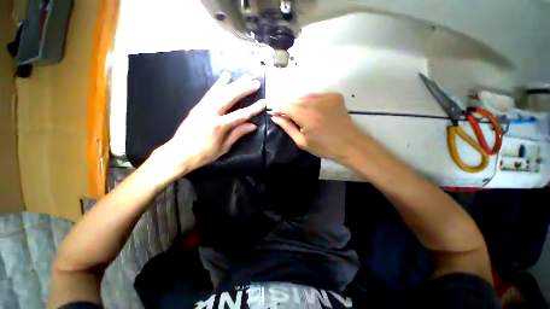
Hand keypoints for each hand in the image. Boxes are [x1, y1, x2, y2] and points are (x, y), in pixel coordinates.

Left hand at [154, 72, 264, 176]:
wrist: (179, 153)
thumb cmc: (204, 154)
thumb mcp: (224, 147)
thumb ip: (238, 134)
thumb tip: (253, 126)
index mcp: (219, 126)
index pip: (241, 114)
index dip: (254, 108)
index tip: (264, 102)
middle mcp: (211, 113)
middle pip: (230, 97)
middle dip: (244, 89)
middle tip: (256, 82)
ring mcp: (203, 107)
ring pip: (221, 91)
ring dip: (234, 83)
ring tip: (245, 77)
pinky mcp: (198, 106)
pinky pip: (210, 92)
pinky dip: (219, 84)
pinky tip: (225, 77)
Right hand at [270, 93, 361, 161]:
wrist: (349, 144)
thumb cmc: (323, 147)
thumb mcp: (301, 141)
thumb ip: (287, 127)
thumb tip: (275, 118)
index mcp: (306, 116)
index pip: (285, 105)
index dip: (277, 109)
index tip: (275, 115)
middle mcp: (315, 102)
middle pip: (294, 99)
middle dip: (287, 107)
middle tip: (287, 117)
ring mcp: (326, 97)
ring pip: (304, 96)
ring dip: (298, 103)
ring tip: (299, 114)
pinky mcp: (334, 96)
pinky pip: (316, 95)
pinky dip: (310, 101)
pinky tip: (313, 111)